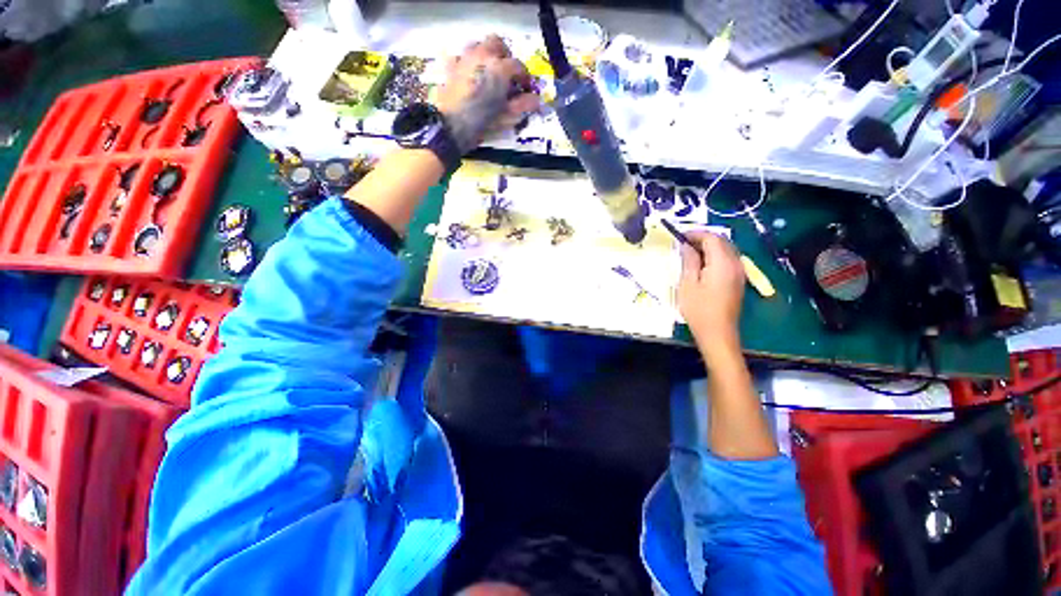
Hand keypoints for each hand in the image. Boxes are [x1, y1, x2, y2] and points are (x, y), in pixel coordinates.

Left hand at [436, 35, 539, 153]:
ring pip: (480, 45)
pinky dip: (469, 61)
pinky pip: (462, 55)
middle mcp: (483, 54)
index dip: (524, 77)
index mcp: (499, 67)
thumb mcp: (507, 116)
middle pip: (498, 44)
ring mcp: (465, 57)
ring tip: (490, 73)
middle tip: (508, 75)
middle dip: (506, 56)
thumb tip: (537, 100)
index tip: (526, 88)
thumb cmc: (482, 122)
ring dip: (488, 55)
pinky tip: (471, 75)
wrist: (451, 126)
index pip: (518, 66)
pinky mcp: (451, 65)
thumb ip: (523, 104)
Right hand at [678, 232, 745, 351]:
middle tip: (683, 244)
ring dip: (709, 247)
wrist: (717, 332)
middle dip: (703, 238)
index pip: (712, 238)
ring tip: (690, 253)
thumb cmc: (698, 309)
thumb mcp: (688, 283)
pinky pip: (728, 260)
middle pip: (722, 241)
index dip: (695, 234)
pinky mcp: (738, 280)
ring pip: (726, 250)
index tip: (679, 236)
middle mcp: (736, 263)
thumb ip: (689, 261)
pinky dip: (715, 256)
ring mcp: (740, 272)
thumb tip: (686, 246)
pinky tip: (701, 265)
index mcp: (723, 263)